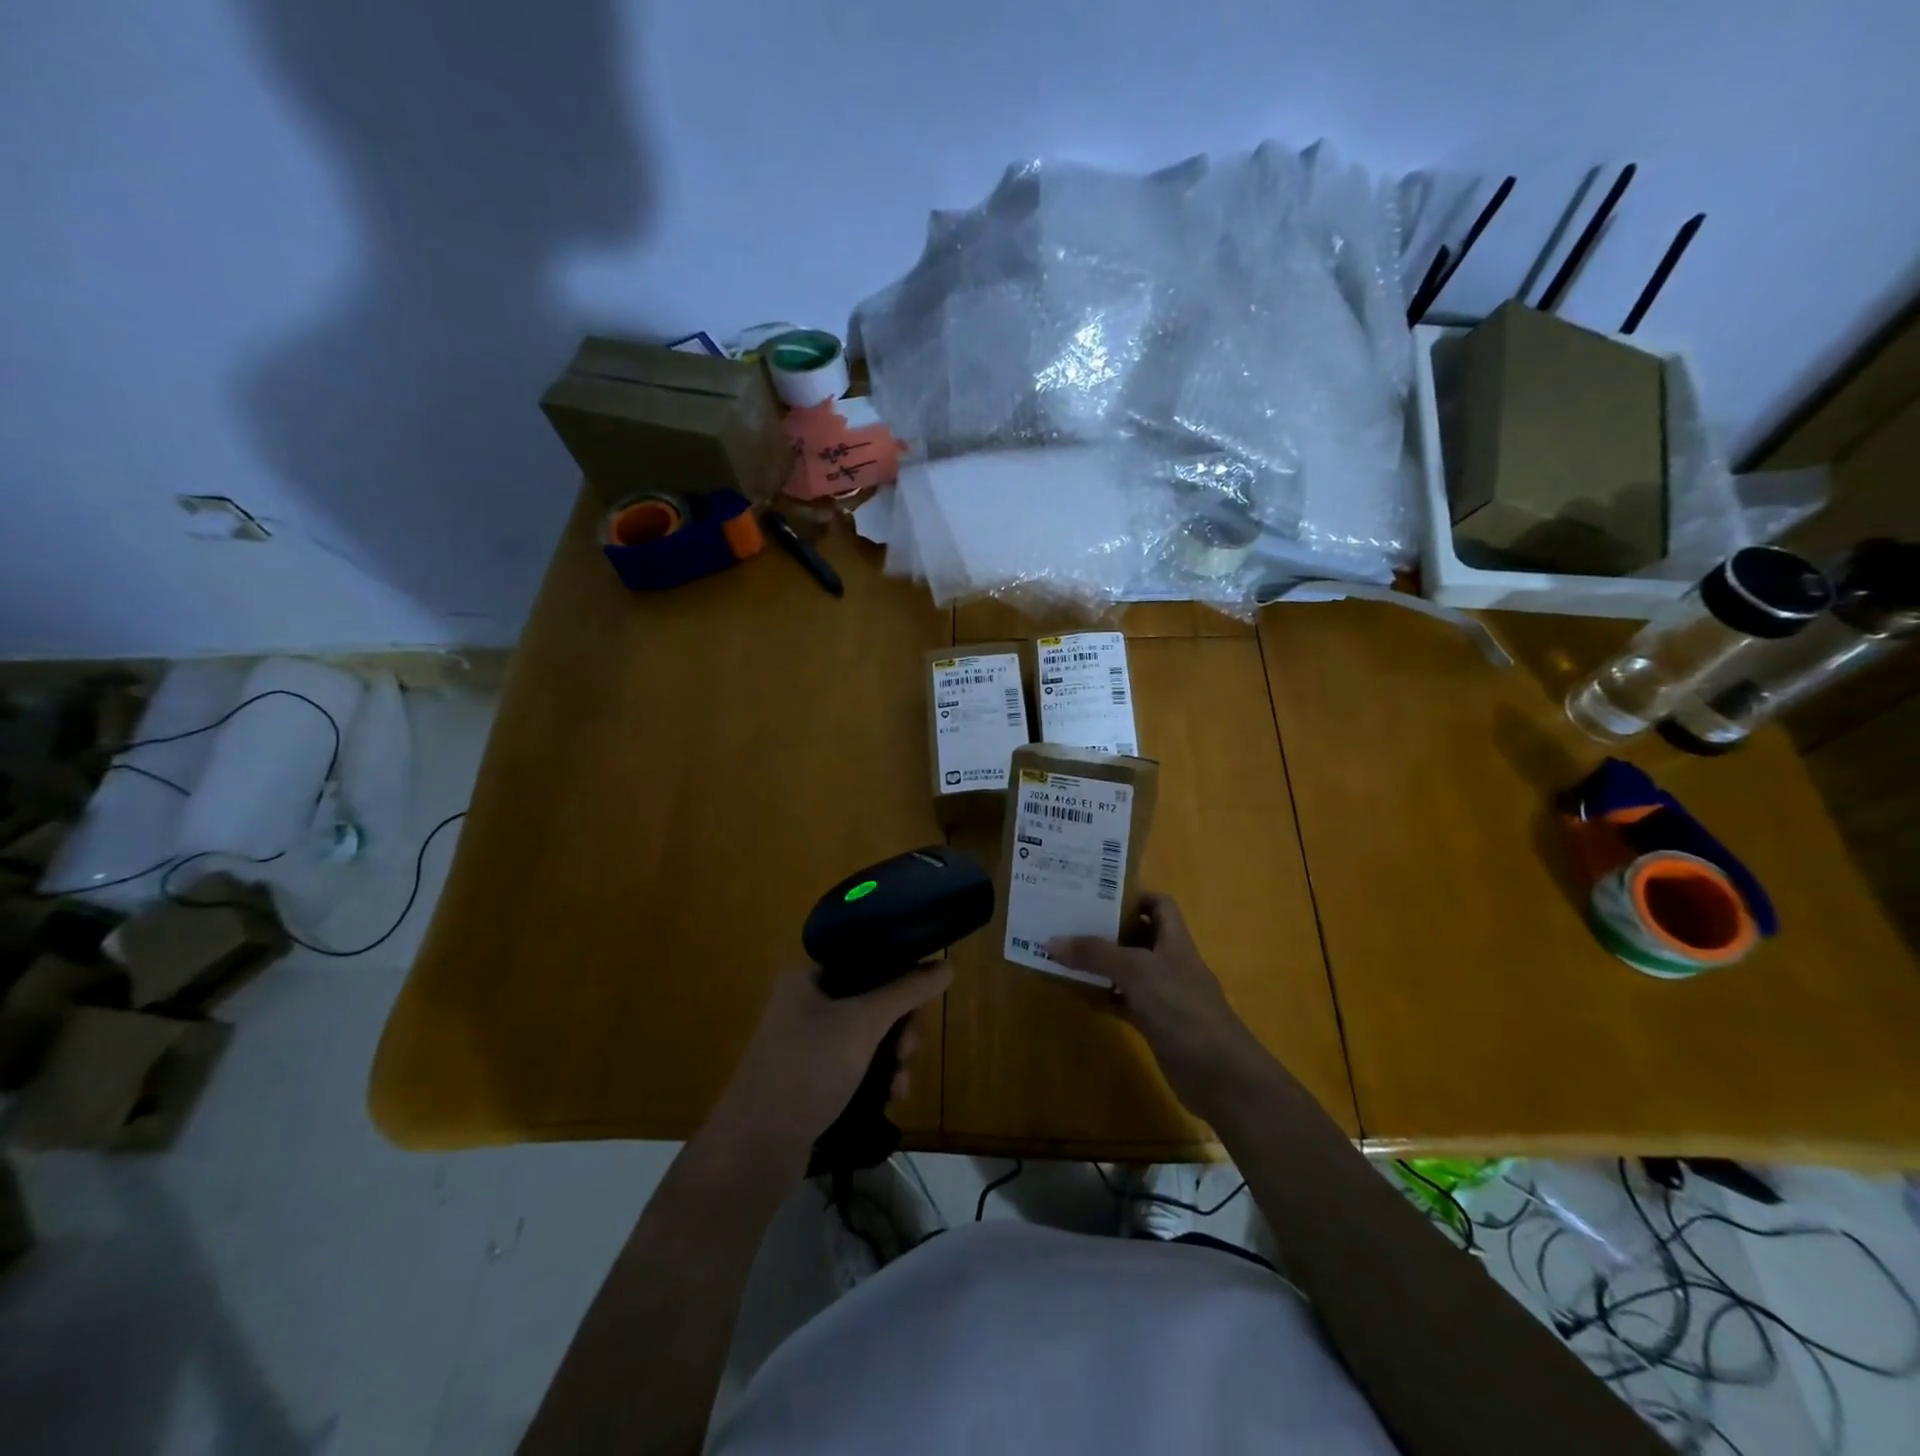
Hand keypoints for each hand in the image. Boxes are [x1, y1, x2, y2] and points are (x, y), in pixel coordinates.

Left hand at [706, 959, 951, 1169]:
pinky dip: (877, 1077)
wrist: (754, 1150)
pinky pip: (857, 1062)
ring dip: (893, 1056)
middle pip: (873, 997)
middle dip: (901, 1025)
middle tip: (910, 1049)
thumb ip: (907, 991)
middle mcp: (807, 1000)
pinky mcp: (812, 1075)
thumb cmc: (807, 1070)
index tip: (923, 999)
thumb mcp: (863, 1024)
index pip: (867, 955)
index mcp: (809, 974)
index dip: (901, 972)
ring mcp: (808, 1040)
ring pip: (869, 1033)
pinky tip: (890, 1099)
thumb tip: (947, 965)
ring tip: (900, 1084)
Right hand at [1048, 893, 1267, 1118]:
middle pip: (1138, 935)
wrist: (1219, 1074)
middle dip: (1107, 929)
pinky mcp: (1156, 1023)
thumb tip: (1051, 941)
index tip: (1097, 897)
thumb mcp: (1136, 971)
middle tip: (1069, 923)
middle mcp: (1170, 962)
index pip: (1159, 904)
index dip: (1133, 896)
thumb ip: (1095, 953)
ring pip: (1128, 970)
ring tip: (1065, 954)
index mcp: (1174, 940)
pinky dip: (1104, 996)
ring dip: (1101, 964)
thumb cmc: (1181, 1008)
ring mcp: (1164, 994)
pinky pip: (1124, 1001)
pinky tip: (1079, 994)